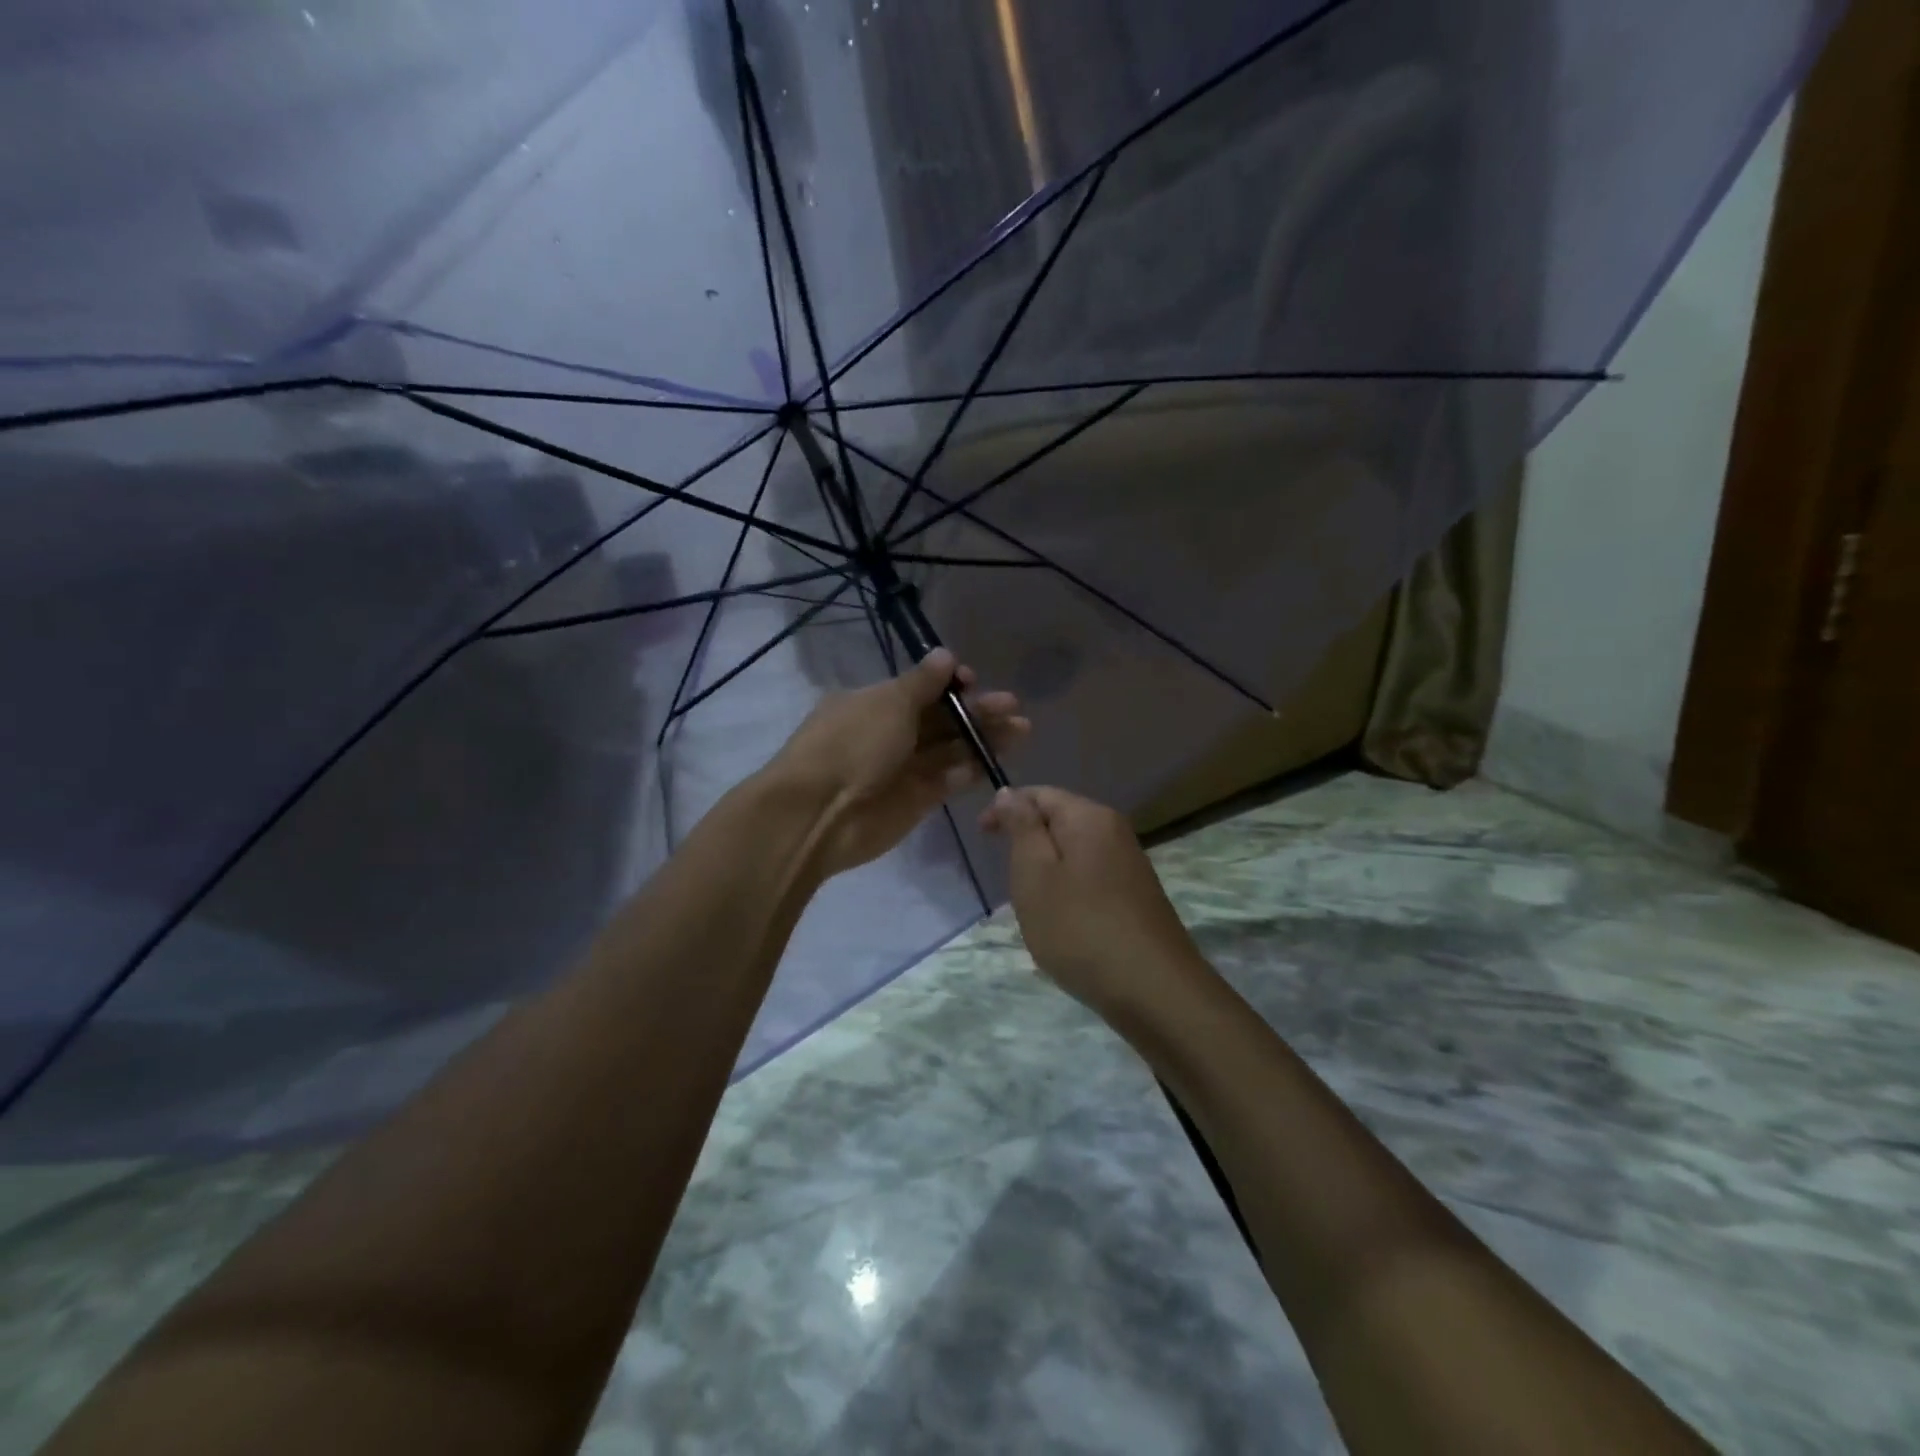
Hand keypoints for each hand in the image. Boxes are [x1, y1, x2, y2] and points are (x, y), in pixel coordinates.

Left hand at [769, 648, 1026, 879]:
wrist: (818, 814)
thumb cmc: (852, 745)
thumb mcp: (888, 703)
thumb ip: (923, 683)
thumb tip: (946, 655)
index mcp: (874, 703)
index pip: (921, 689)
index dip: (950, 685)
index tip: (974, 681)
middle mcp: (889, 733)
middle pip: (942, 719)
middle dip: (977, 711)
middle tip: (1013, 707)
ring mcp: (903, 768)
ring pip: (950, 749)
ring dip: (982, 739)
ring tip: (1021, 730)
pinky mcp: (916, 801)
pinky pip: (947, 780)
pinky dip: (968, 771)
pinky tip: (992, 762)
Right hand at [979, 786, 1203, 1015]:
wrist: (1153, 990)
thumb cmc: (1080, 928)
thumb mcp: (1035, 874)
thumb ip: (1022, 827)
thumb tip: (1010, 792)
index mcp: (1089, 817)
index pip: (1040, 793)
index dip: (1006, 808)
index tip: (980, 836)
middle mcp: (1115, 831)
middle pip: (1060, 818)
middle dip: (1027, 838)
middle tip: (1004, 874)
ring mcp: (1130, 864)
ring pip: (1074, 850)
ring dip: (1046, 867)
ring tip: (1029, 901)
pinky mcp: (1136, 895)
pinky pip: (1091, 875)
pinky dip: (1067, 887)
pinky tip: (1062, 919)